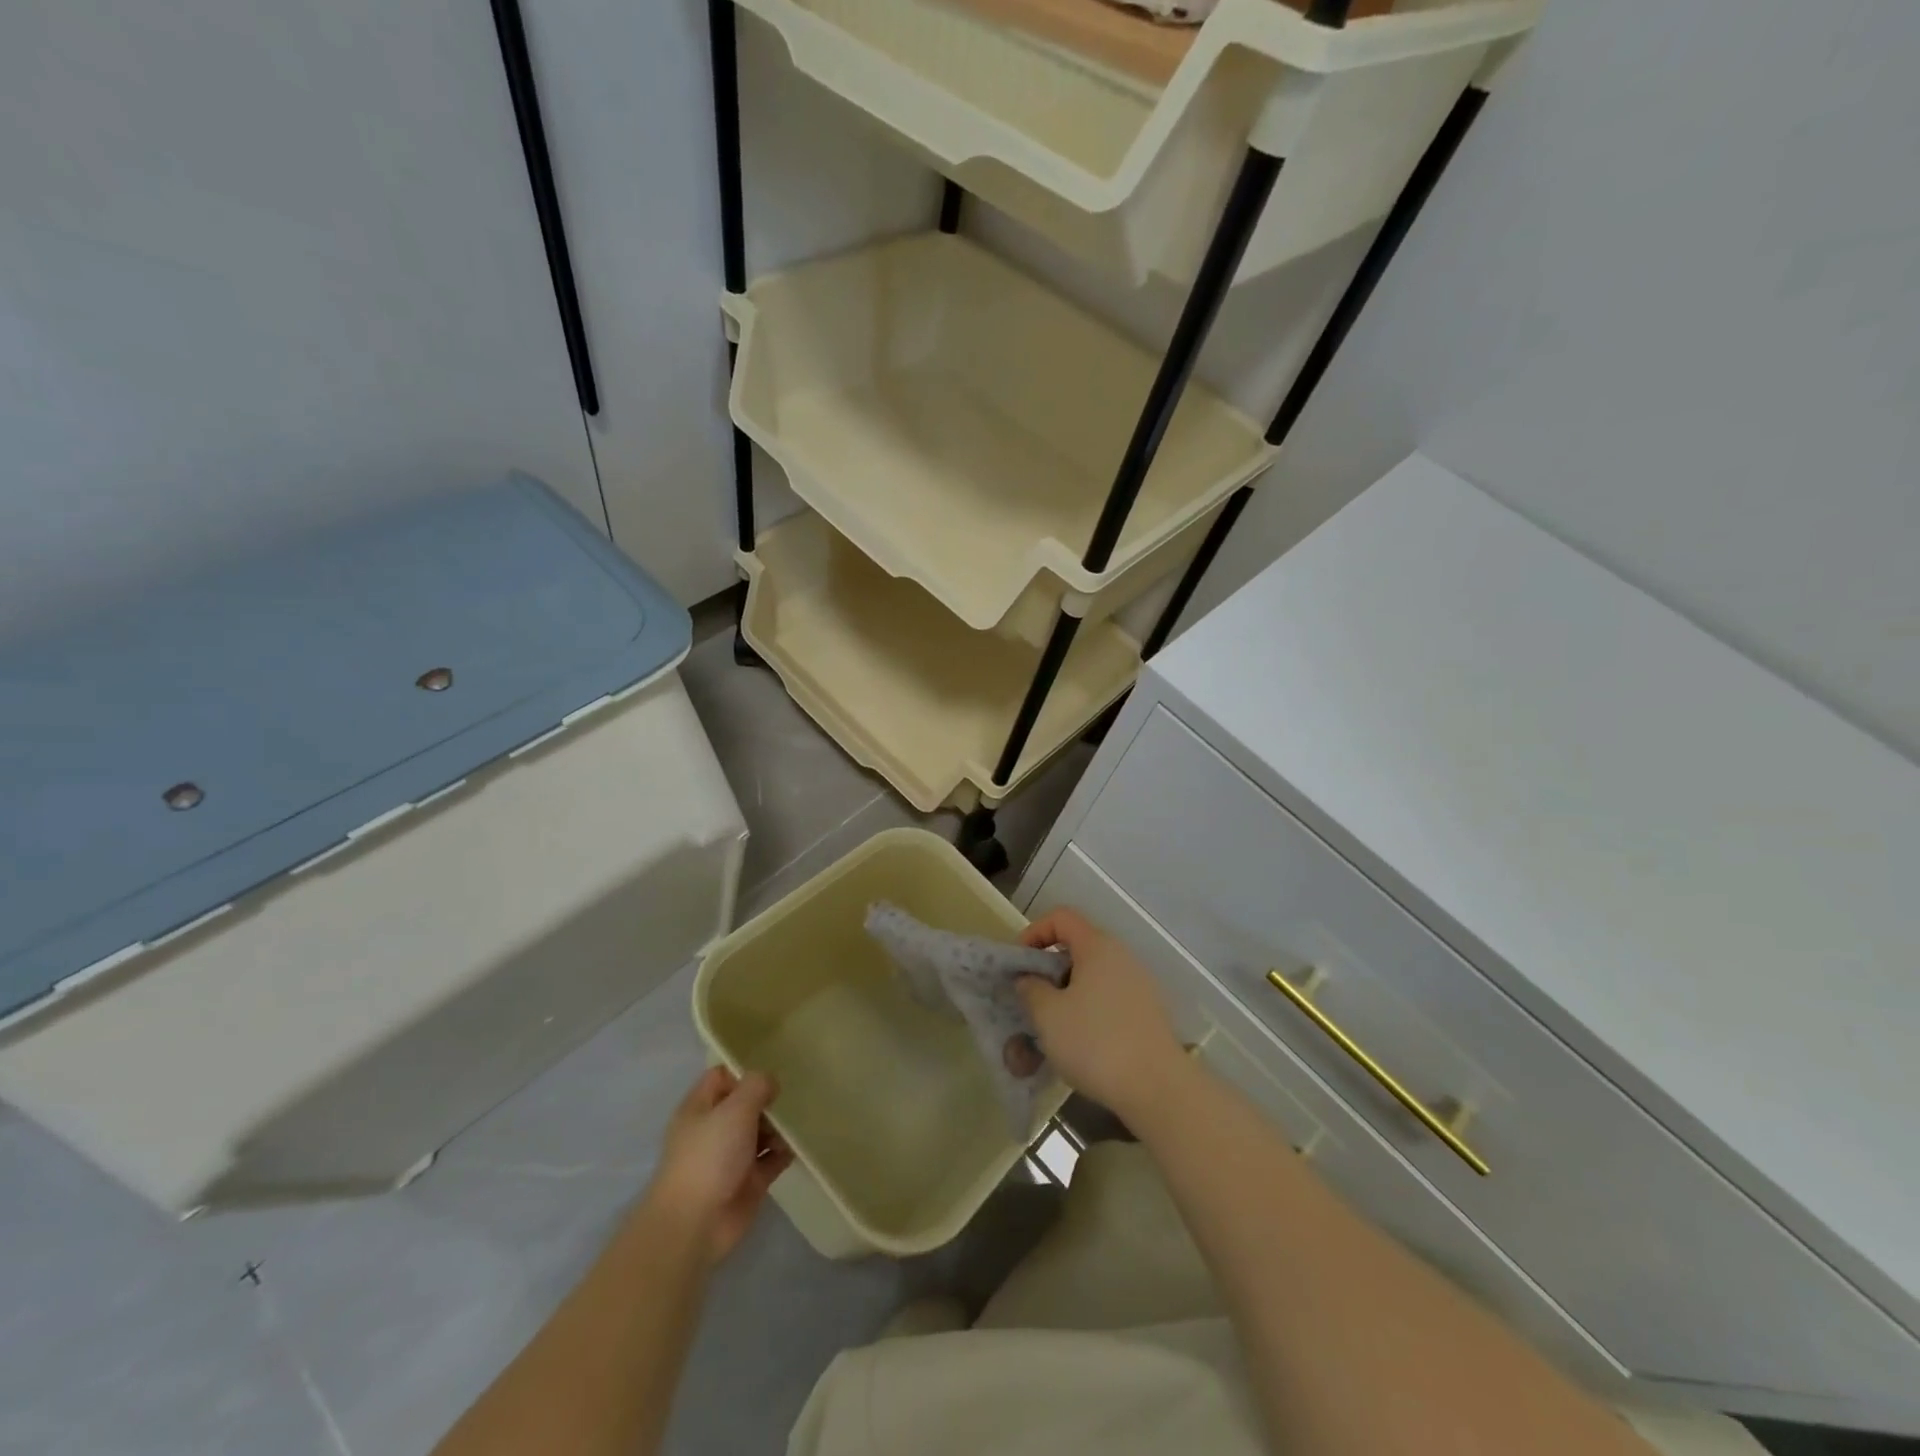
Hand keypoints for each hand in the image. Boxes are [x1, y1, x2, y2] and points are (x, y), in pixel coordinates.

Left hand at [644, 1067, 793, 1266]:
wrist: (695, 1224)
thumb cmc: (710, 1156)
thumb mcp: (735, 1108)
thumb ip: (757, 1086)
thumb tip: (770, 1083)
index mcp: (700, 1108)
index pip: (722, 1077)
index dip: (745, 1072)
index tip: (772, 1071)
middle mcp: (714, 1129)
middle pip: (745, 1104)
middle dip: (768, 1099)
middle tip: (794, 1095)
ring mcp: (731, 1156)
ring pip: (760, 1131)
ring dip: (779, 1126)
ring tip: (799, 1121)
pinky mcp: (748, 1181)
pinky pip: (771, 1159)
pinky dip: (784, 1152)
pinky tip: (800, 1144)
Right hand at [1018, 907, 1185, 1123]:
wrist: (1158, 1088)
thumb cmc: (1095, 1043)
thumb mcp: (1048, 1015)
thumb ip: (1031, 989)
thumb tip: (1029, 978)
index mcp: (1097, 946)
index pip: (1061, 917)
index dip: (1034, 932)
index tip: (1019, 963)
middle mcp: (1122, 957)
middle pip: (1078, 946)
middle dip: (1049, 969)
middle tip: (1030, 998)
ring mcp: (1139, 985)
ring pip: (1093, 976)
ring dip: (1067, 993)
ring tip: (1051, 1025)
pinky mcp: (1147, 1012)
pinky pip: (1109, 998)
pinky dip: (1088, 1009)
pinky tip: (1079, 1042)